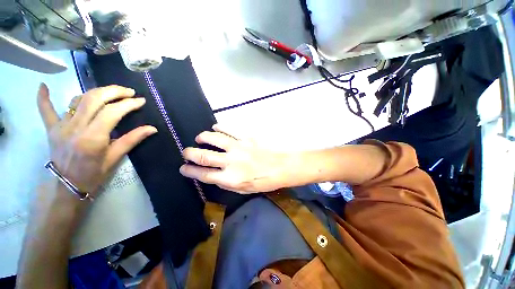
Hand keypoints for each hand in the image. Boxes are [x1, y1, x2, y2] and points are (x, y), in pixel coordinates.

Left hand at [37, 83, 156, 198]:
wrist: (67, 186)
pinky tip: (43, 85)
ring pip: (78, 99)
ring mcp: (61, 126)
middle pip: (94, 99)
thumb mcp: (115, 158)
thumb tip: (152, 128)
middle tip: (129, 92)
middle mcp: (75, 127)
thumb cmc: (94, 174)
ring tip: (111, 92)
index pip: (112, 112)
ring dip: (96, 91)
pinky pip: (45, 110)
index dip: (129, 104)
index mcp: (92, 138)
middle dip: (114, 91)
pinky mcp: (52, 128)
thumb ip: (132, 140)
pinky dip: (43, 97)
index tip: (141, 100)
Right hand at [179, 125, 287, 193]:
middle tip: (186, 152)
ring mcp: (238, 147)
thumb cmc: (264, 181)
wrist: (281, 167)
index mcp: (230, 178)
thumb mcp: (244, 189)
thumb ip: (227, 183)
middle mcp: (231, 162)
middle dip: (190, 153)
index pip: (203, 174)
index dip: (190, 171)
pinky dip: (219, 127)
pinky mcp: (246, 137)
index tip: (183, 168)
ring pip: (214, 139)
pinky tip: (216, 127)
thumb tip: (214, 175)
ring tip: (200, 138)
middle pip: (203, 156)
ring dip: (203, 137)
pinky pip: (229, 130)